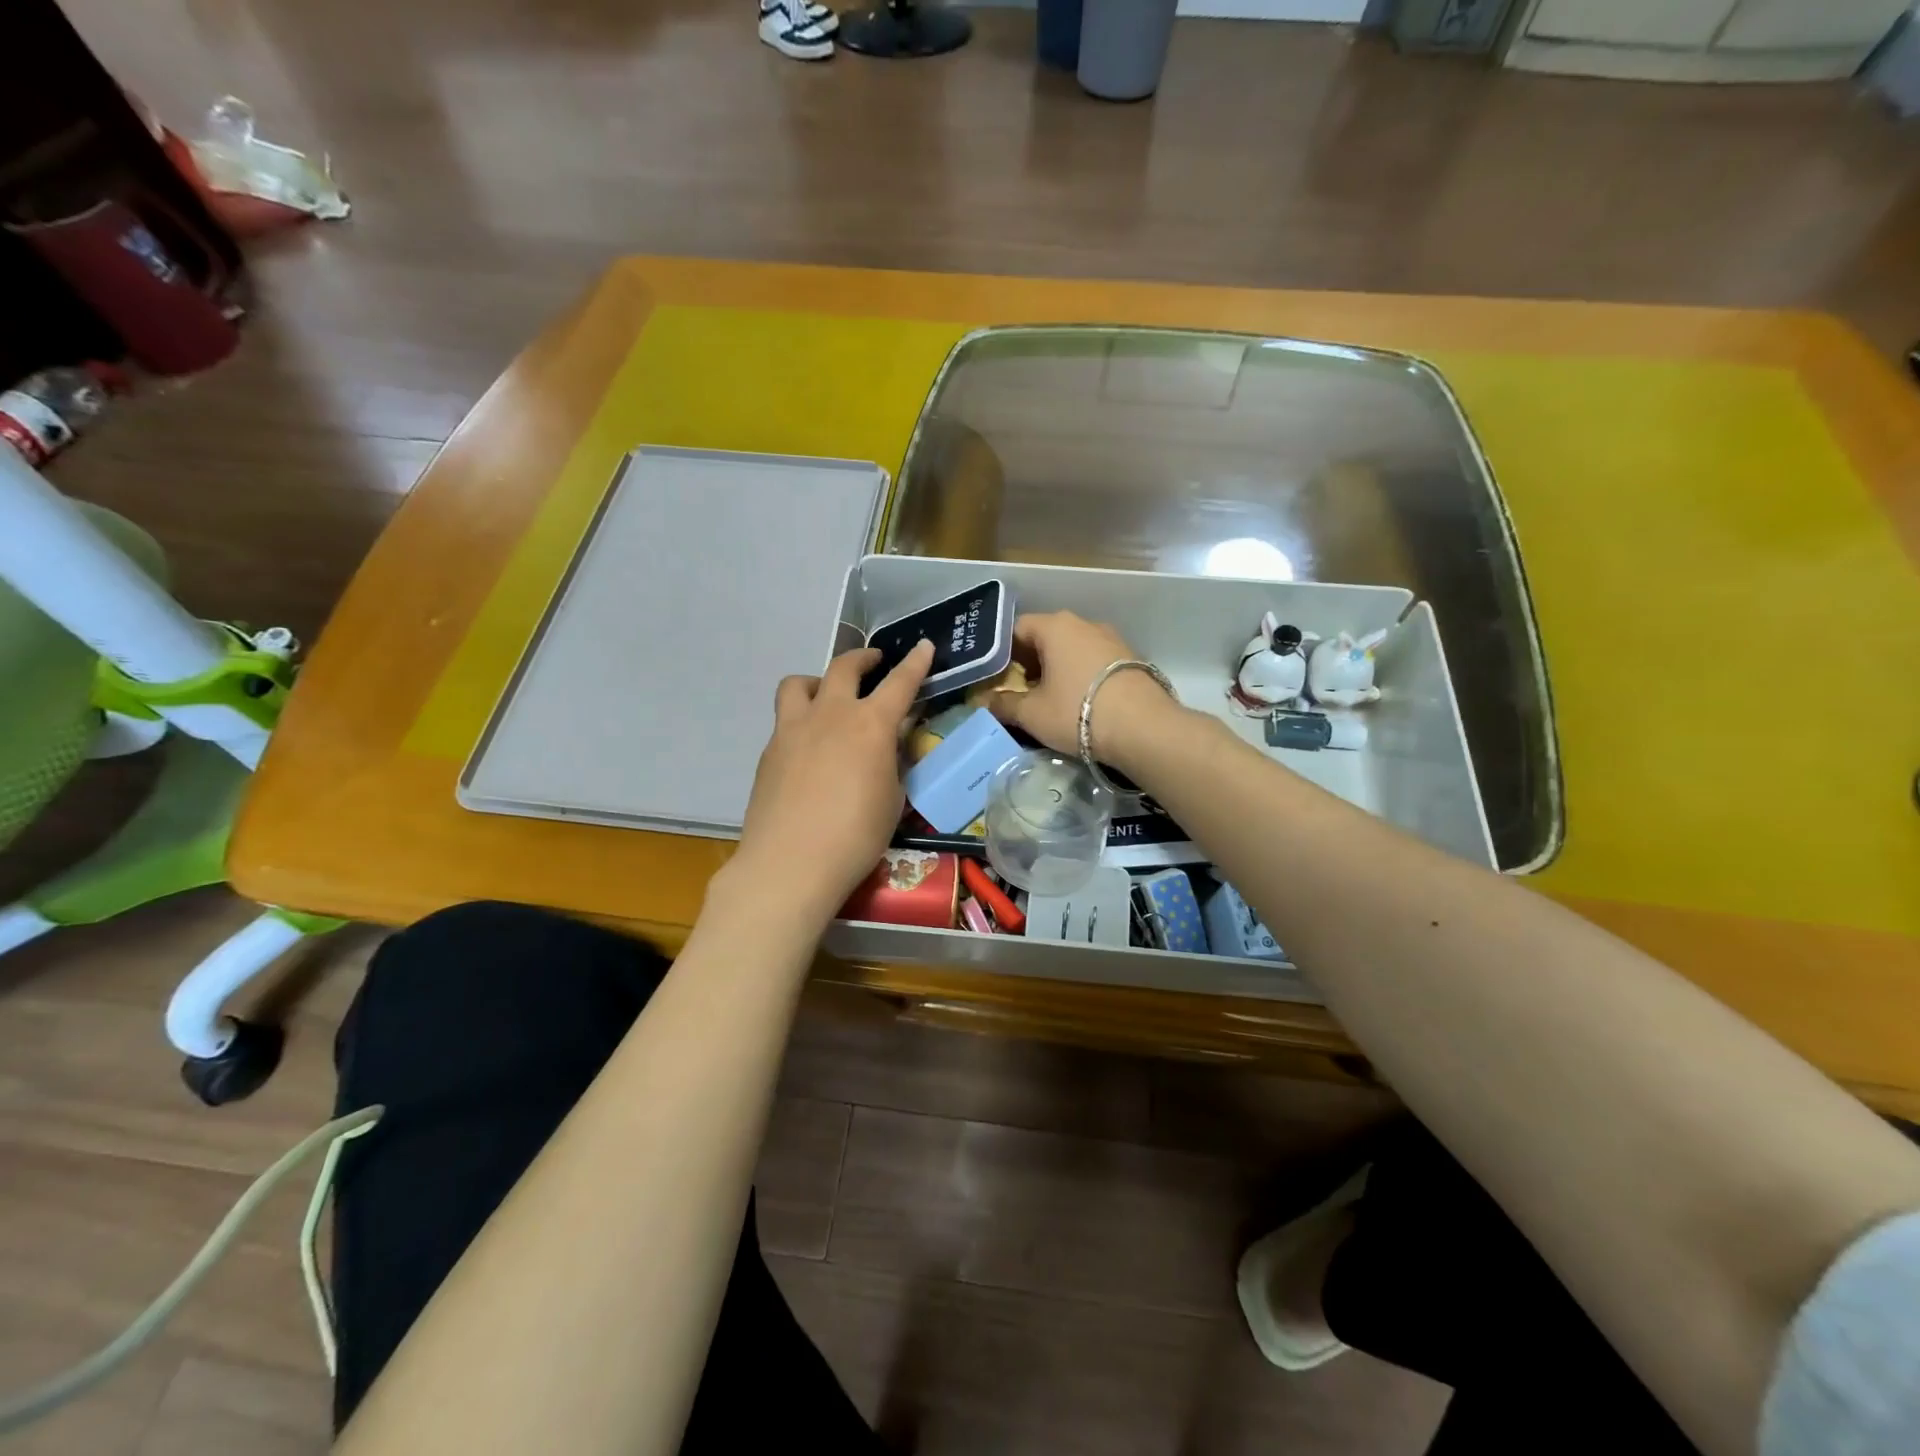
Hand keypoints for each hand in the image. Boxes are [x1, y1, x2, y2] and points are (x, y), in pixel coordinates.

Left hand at [727, 639, 934, 923]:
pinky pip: (785, 719)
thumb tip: (887, 747)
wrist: (790, 863)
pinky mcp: (769, 750)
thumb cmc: (855, 837)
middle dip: (863, 659)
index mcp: (870, 725)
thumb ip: (891, 764)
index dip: (915, 663)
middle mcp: (830, 715)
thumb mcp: (892, 800)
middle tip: (874, 663)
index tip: (923, 646)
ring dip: (819, 681)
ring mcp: (793, 729)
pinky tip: (809, 748)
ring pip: (800, 683)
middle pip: (844, 667)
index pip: (900, 683)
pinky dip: (801, 720)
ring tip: (827, 697)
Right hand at [989, 612, 1180, 771]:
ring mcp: (1112, 639)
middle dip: (1030, 661)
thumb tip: (985, 702)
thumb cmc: (1077, 712)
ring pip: (1073, 648)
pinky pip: (1095, 660)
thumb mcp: (1032, 714)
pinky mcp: (1132, 658)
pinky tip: (1080, 701)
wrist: (1144, 728)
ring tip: (1050, 698)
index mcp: (1056, 626)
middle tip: (1019, 689)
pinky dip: (1081, 674)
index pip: (1017, 628)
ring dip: (1057, 668)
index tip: (996, 676)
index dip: (1002, 651)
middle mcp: (1084, 623)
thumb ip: (1004, 705)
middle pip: (1046, 636)